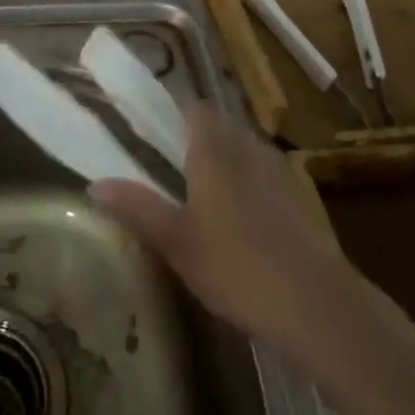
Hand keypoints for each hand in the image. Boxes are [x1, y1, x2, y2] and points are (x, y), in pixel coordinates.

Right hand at [92, 103, 353, 353]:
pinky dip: (251, 184)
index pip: (194, 109)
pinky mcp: (302, 200)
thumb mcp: (177, 242)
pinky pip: (267, 176)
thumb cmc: (237, 266)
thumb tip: (95, 184)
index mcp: (215, 150)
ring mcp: (280, 172)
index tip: (154, 123)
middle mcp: (248, 149)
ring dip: (227, 158)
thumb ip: (137, 208)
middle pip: (221, 126)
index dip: (175, 110)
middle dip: (198, 135)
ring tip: (205, 189)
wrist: (319, 306)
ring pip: (246, 150)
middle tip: (173, 159)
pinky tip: (244, 219)